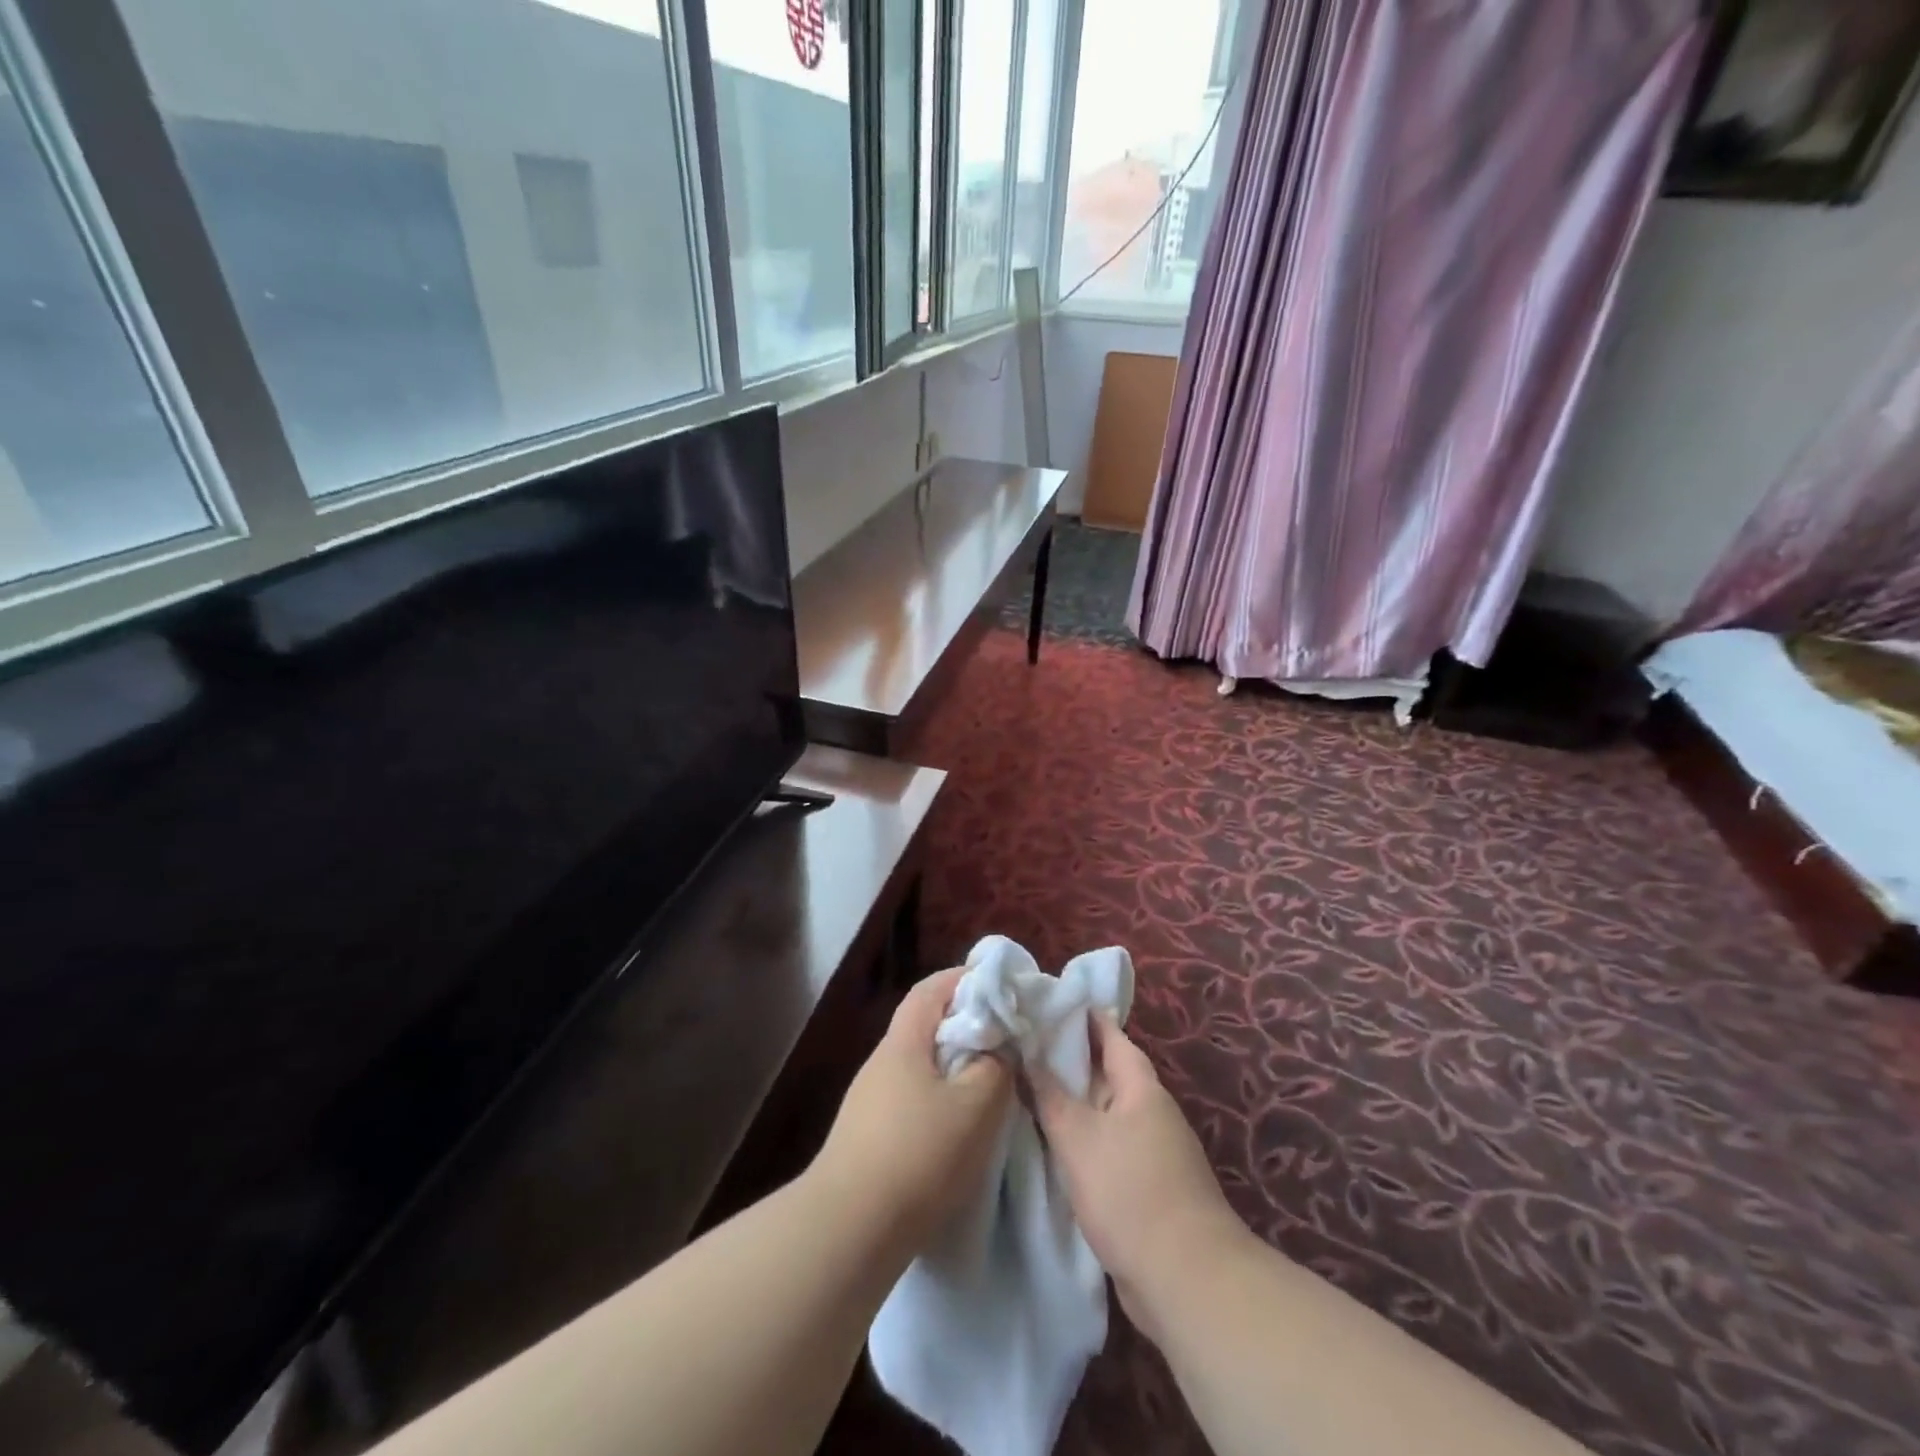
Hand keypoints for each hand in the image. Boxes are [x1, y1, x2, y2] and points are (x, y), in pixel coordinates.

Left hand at [812, 966, 1013, 1253]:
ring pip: (920, 1067)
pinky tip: (957, 1131)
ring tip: (988, 1086)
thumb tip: (998, 1049)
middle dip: (964, 1026)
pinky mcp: (867, 1138)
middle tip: (1004, 1039)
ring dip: (953, 1068)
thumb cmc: (918, 1155)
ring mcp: (869, 1102)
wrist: (848, 1230)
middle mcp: (881, 1064)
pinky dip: (939, 1101)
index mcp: (903, 1043)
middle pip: (925, 1027)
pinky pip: (911, 1101)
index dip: (964, 980)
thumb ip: (995, 1067)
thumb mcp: (975, 1107)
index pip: (931, 989)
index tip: (999, 986)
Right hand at [1030, 1014, 1249, 1342]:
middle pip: (1106, 1069)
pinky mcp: (1147, 1183)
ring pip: (1105, 1108)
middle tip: (1023, 1043)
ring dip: (1073, 1098)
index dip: (1077, 1015)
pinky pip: (1108, 1142)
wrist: (1184, 1278)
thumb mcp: (1077, 1137)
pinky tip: (1054, 1140)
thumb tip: (1027, 1053)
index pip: (1108, 1032)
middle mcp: (1150, 1108)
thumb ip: (1048, 1094)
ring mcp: (1152, 1147)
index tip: (1041, 1002)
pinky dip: (1082, 1134)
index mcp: (1140, 1085)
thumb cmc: (1128, 1192)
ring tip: (1029, 1086)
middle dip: (1069, 1057)